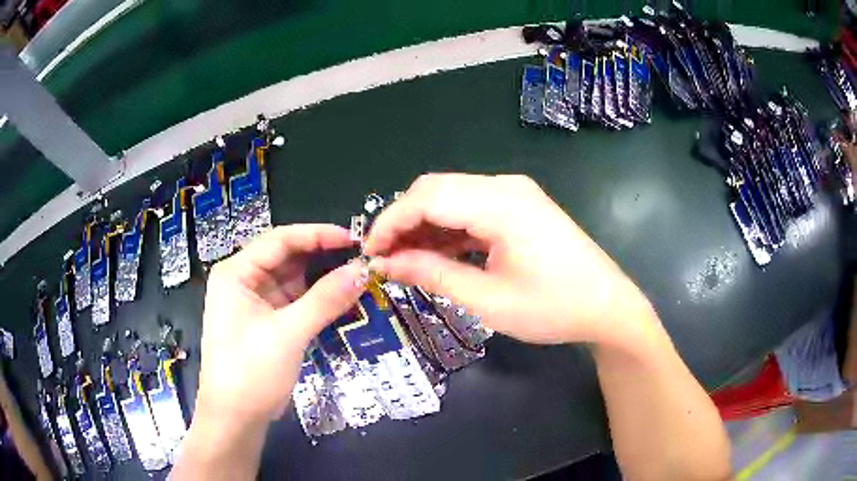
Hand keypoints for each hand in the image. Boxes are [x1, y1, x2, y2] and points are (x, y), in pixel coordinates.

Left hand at [194, 225, 364, 426]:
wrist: (236, 418)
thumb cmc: (250, 371)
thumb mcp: (288, 333)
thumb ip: (325, 299)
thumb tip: (363, 270)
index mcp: (236, 272)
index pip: (280, 239)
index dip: (317, 235)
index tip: (354, 238)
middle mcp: (245, 280)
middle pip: (287, 257)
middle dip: (322, 256)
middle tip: (362, 257)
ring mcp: (257, 302)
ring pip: (294, 279)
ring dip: (323, 278)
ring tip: (358, 275)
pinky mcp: (269, 321)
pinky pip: (297, 301)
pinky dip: (318, 299)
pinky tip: (342, 297)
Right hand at [365, 174, 655, 346]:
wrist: (607, 307)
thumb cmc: (553, 308)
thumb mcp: (488, 300)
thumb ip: (433, 275)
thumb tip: (387, 264)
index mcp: (500, 203)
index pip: (426, 197)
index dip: (390, 222)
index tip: (370, 252)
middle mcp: (505, 186)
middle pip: (436, 190)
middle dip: (404, 222)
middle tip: (386, 259)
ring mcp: (515, 194)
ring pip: (452, 198)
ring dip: (425, 226)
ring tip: (405, 261)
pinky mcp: (520, 207)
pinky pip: (472, 209)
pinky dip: (449, 229)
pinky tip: (437, 254)